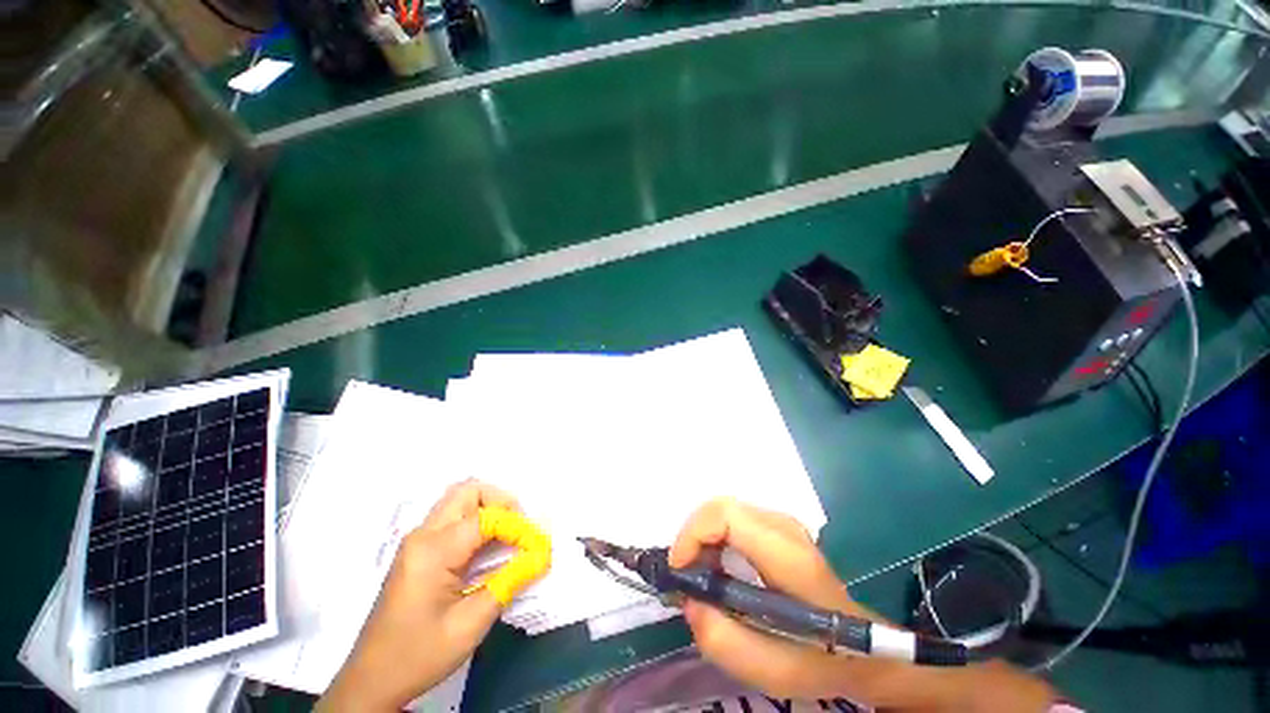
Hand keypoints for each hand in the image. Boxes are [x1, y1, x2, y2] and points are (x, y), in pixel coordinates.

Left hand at [318, 480, 519, 711]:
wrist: (371, 682)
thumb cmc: (419, 655)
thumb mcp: (471, 624)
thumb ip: (509, 582)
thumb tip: (542, 556)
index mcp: (432, 551)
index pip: (487, 517)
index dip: (519, 526)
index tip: (540, 547)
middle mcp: (423, 535)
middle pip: (469, 491)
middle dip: (502, 502)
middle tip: (521, 529)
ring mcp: (418, 541)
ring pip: (461, 500)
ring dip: (491, 509)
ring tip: (510, 536)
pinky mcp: (418, 550)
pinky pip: (454, 518)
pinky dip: (479, 521)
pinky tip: (490, 547)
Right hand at [671, 499, 1055, 710]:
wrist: (864, 645)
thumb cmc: (822, 658)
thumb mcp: (772, 670)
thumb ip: (722, 639)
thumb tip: (689, 600)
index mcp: (787, 554)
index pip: (726, 515)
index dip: (694, 533)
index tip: (681, 570)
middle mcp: (783, 526)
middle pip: (721, 506)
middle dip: (693, 536)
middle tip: (687, 576)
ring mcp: (782, 522)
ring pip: (724, 510)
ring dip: (703, 537)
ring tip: (701, 576)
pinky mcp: (778, 526)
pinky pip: (734, 518)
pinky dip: (716, 537)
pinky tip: (719, 568)